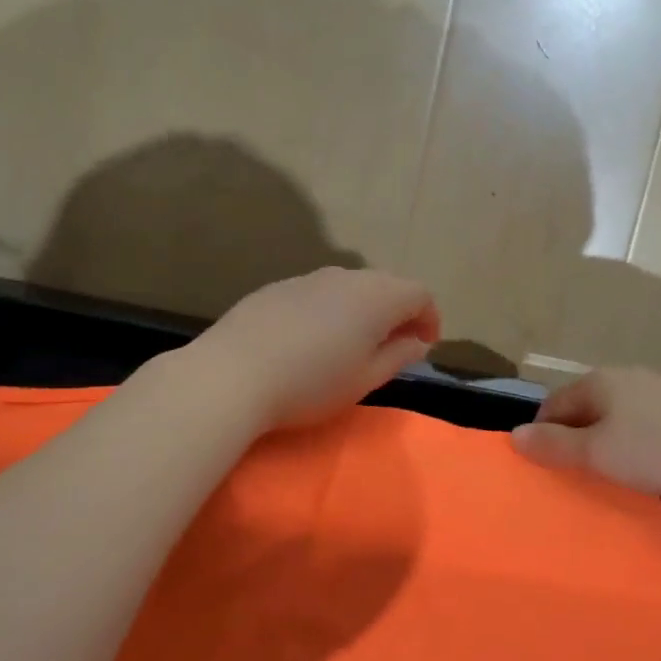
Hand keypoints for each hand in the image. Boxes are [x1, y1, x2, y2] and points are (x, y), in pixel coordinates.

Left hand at [191, 267, 439, 432]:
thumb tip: (417, 342)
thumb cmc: (311, 383)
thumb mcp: (365, 379)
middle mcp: (346, 277)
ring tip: (351, 344)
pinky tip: (309, 340)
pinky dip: (329, 310)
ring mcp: (308, 278)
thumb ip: (398, 356)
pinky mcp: (277, 287)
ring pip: (349, 287)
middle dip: (398, 312)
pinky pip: (317, 293)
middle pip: (386, 285)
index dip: (429, 319)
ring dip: (362, 310)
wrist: (231, 374)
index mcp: (377, 297)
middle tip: (393, 346)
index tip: (423, 346)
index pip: (419, 295)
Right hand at [510, 368, 660, 496]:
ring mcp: (657, 385)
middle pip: (586, 403)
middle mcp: (624, 375)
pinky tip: (648, 455)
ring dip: (607, 431)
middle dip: (575, 430)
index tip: (544, 461)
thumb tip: (514, 435)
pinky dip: (636, 433)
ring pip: (617, 408)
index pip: (553, 403)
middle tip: (577, 465)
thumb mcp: (596, 453)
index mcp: (597, 382)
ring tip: (612, 463)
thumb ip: (554, 444)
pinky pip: (644, 416)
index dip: (542, 430)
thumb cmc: (652, 449)